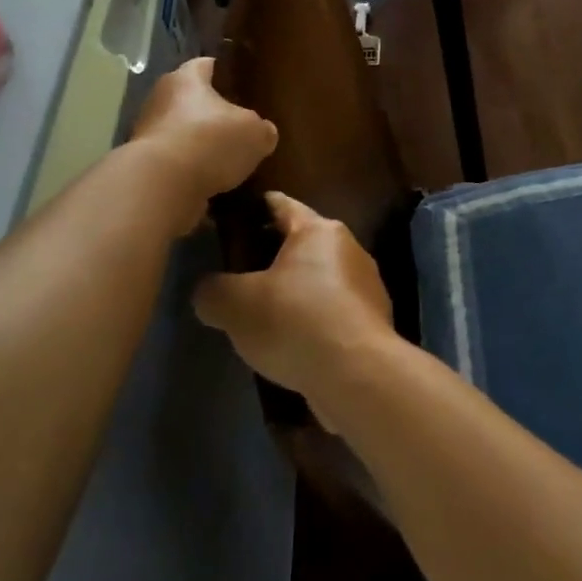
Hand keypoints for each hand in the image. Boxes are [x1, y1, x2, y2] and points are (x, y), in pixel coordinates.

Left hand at [130, 58, 277, 231]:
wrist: (162, 186)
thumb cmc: (210, 142)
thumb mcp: (254, 134)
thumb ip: (262, 130)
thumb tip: (264, 133)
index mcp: (186, 79)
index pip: (205, 65)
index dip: (223, 71)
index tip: (239, 82)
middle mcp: (161, 99)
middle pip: (190, 99)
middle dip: (211, 112)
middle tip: (238, 125)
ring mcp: (148, 133)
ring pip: (181, 132)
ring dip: (200, 143)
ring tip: (227, 159)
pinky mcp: (145, 165)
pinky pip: (174, 162)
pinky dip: (191, 170)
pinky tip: (212, 182)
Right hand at [194, 191, 398, 425]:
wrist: (358, 376)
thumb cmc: (295, 321)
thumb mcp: (234, 305)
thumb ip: (212, 291)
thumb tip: (208, 292)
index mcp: (318, 230)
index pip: (280, 204)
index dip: (252, 208)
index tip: (230, 217)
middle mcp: (349, 249)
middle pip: (301, 243)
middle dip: (270, 256)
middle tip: (237, 274)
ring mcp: (367, 287)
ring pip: (319, 280)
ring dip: (294, 292)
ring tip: (262, 315)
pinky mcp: (373, 324)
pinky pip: (333, 313)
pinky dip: (312, 321)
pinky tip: (292, 344)